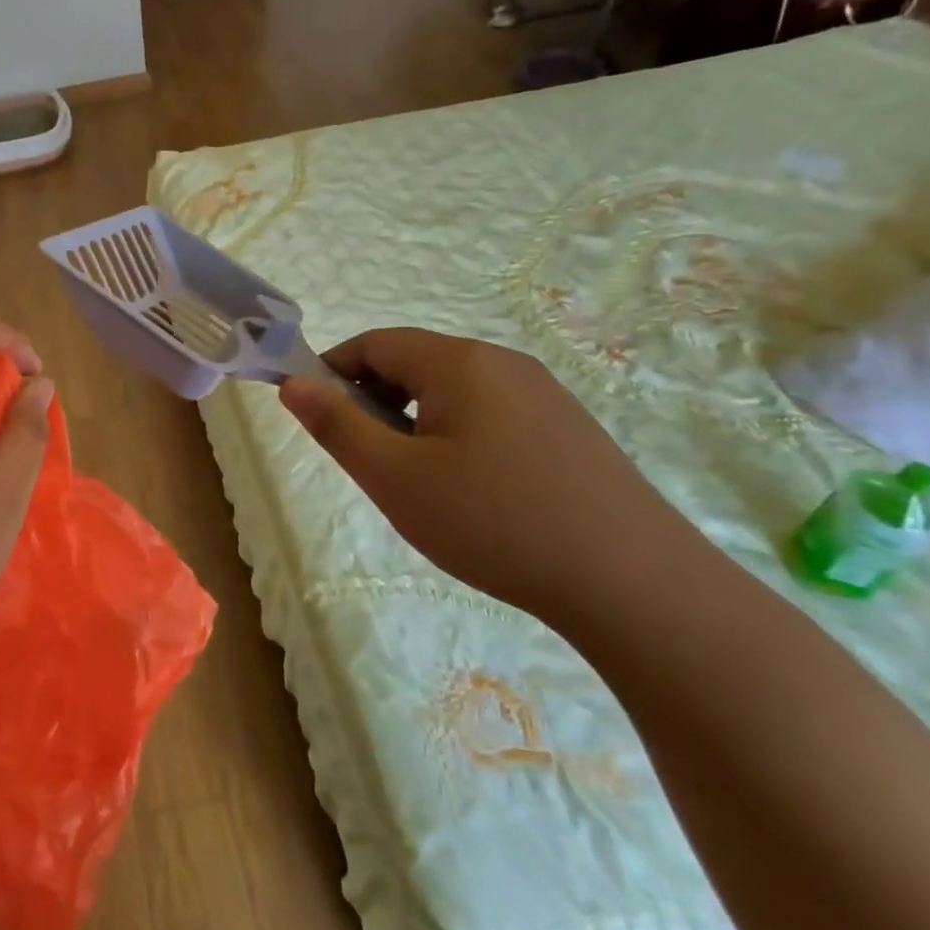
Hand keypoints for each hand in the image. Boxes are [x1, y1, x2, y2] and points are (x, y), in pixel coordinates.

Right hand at [280, 327, 703, 624]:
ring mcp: (544, 394)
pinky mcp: (569, 428)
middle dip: (376, 401)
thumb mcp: (395, 477)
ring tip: (419, 482)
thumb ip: (336, 425)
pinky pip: (492, 414)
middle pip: (415, 364)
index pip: (375, 343)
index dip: (334, 370)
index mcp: (459, 362)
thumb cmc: (494, 522)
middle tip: (368, 460)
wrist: (636, 585)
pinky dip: (459, 435)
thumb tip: (293, 383)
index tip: (317, 415)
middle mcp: (503, 363)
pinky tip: (474, 493)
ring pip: (454, 391)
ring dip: (417, 421)